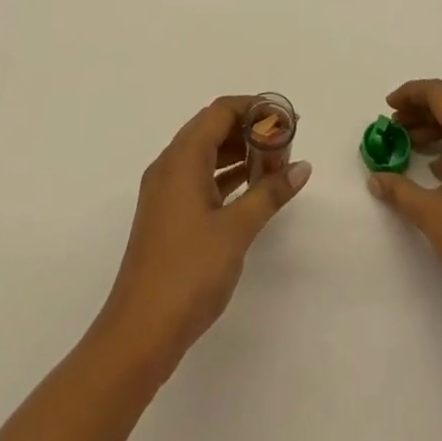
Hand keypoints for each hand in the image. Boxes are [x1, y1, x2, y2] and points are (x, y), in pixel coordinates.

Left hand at [99, 96, 310, 370]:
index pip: (220, 111)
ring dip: (238, 153)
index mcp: (182, 158)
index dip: (254, 108)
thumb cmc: (188, 272)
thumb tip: (302, 167)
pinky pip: (199, 178)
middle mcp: (169, 165)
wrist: (139, 332)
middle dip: (249, 129)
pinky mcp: (166, 215)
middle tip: (285, 143)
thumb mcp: (237, 230)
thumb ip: (270, 192)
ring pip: (205, 154)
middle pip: (212, 128)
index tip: (285, 119)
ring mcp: (165, 191)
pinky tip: (252, 189)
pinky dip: (225, 176)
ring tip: (275, 165)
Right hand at [366, 79, 441, 321]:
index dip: (410, 94)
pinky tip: (441, 171)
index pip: (439, 93)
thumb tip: (376, 179)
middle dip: (422, 112)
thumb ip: (399, 190)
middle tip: (396, 128)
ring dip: (440, 129)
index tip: (388, 107)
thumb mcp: (430, 213)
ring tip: (413, 147)